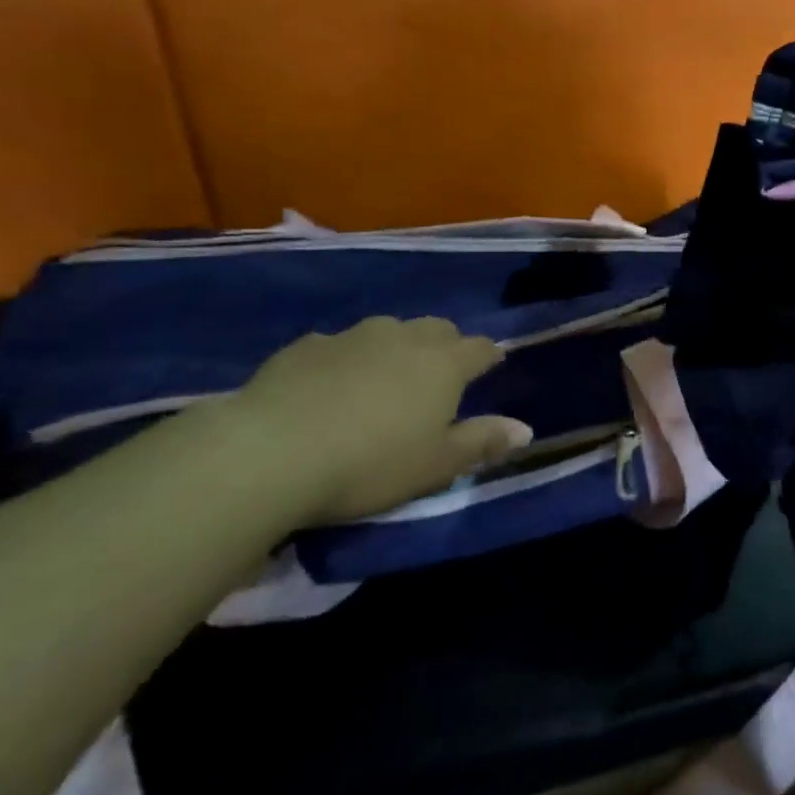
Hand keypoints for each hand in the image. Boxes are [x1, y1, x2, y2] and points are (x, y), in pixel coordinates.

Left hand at [215, 316, 532, 525]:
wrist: (268, 454)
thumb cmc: (370, 464)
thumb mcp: (436, 465)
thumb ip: (483, 442)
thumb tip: (526, 429)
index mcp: (444, 364)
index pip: (481, 348)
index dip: (489, 357)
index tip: (491, 367)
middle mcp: (404, 338)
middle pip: (438, 329)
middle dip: (446, 345)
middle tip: (439, 375)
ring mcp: (352, 337)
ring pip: (388, 330)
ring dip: (396, 347)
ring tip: (385, 378)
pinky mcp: (304, 346)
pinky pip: (338, 345)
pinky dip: (346, 358)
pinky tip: (330, 385)